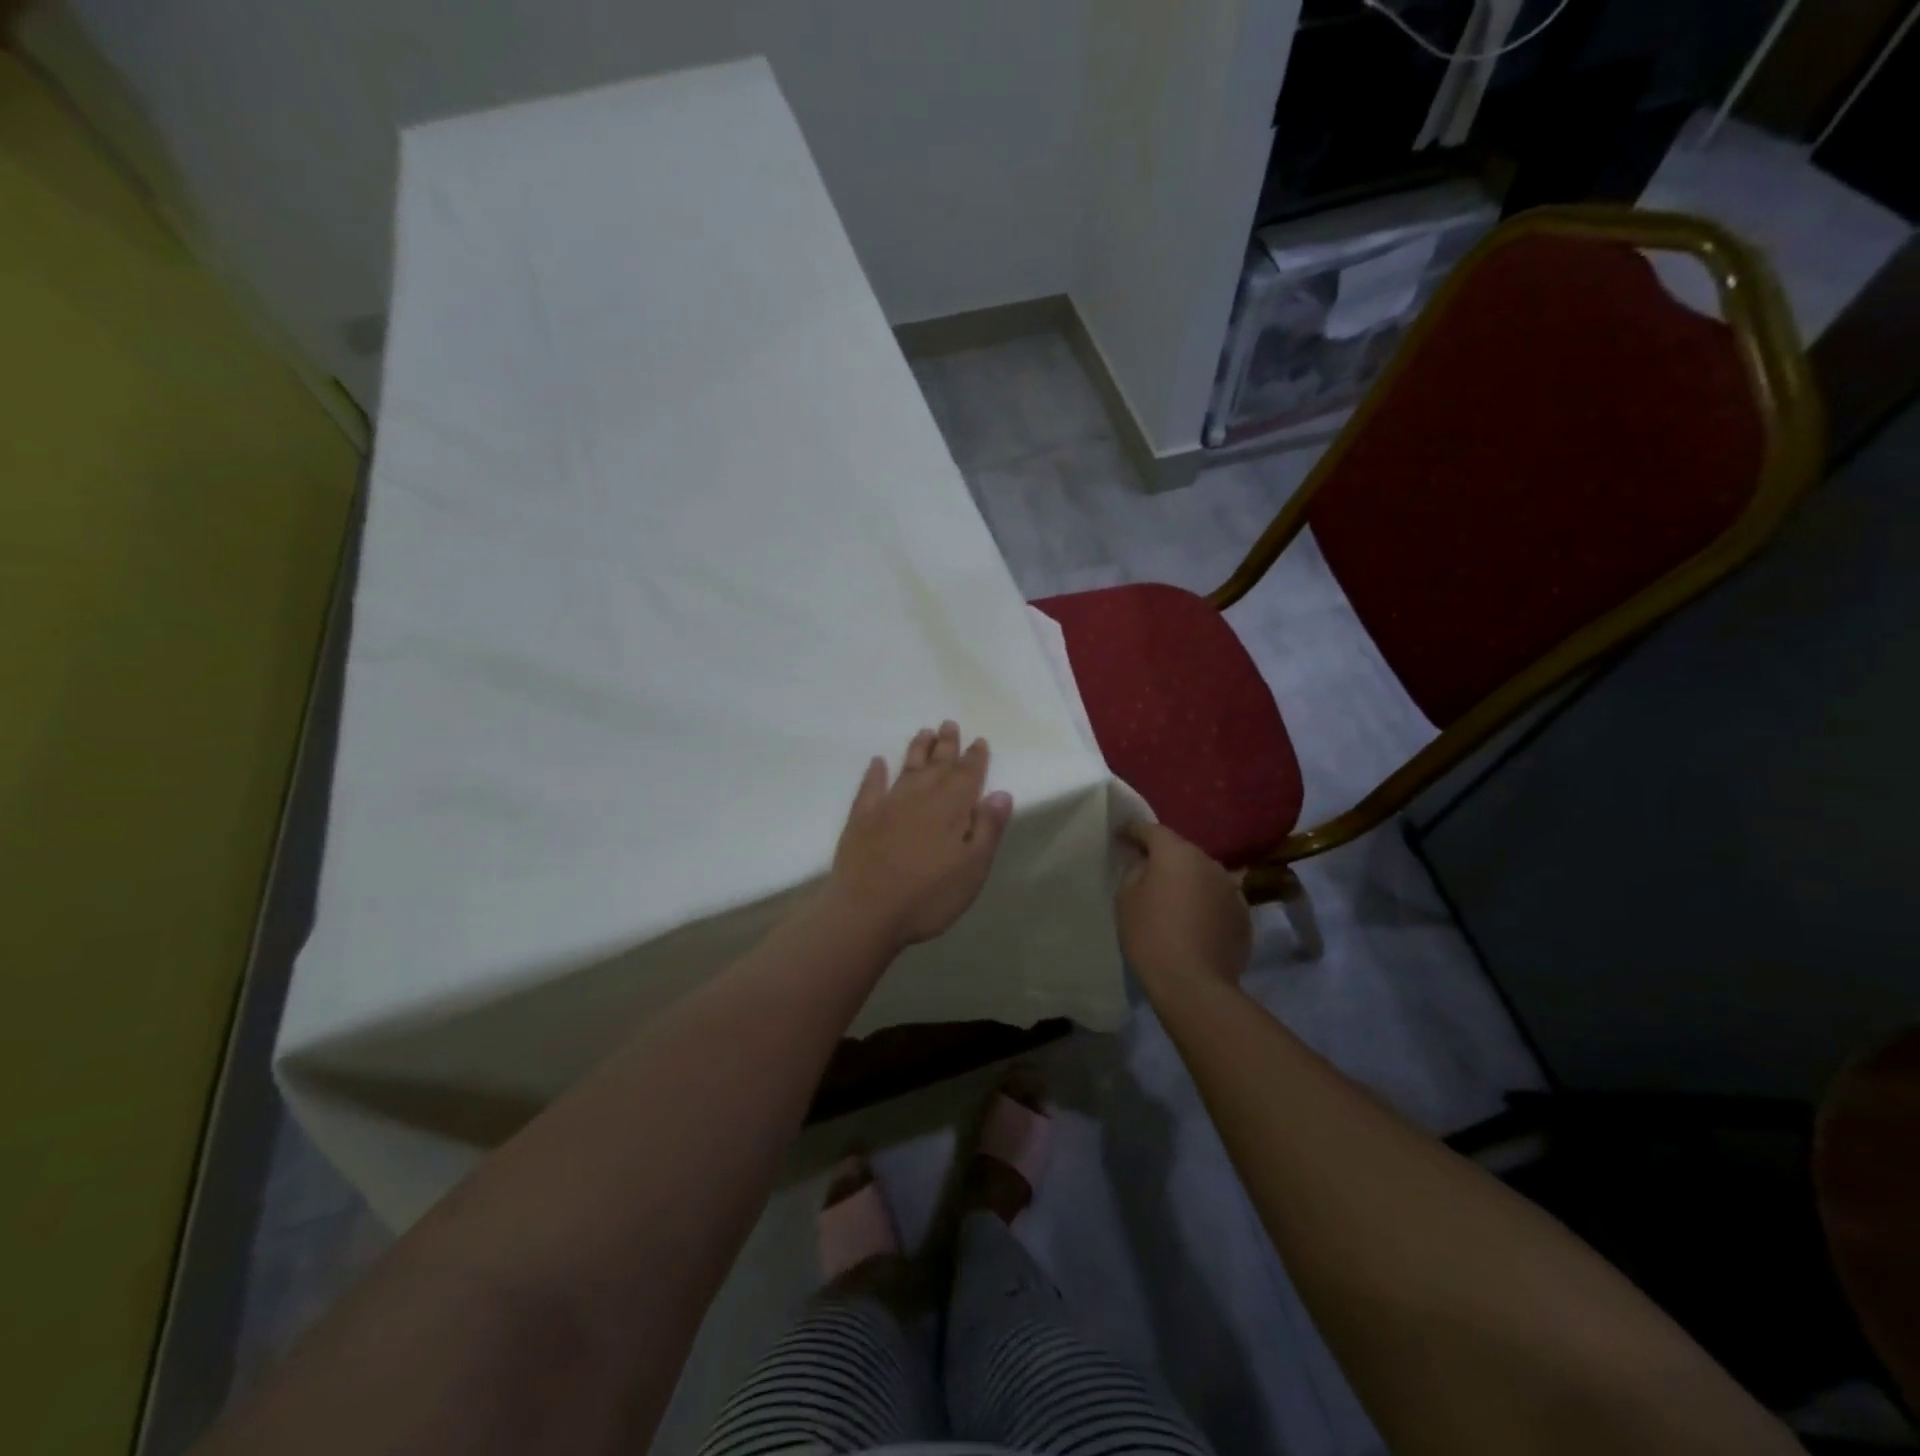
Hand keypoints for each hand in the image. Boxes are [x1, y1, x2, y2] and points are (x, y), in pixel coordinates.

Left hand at [828, 721, 1013, 951]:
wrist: (866, 912)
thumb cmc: (928, 896)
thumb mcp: (973, 869)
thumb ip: (988, 828)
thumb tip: (1000, 793)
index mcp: (952, 807)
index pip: (968, 774)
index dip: (975, 757)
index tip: (978, 741)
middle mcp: (921, 796)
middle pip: (938, 764)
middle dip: (947, 744)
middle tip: (949, 723)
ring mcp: (888, 804)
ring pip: (907, 767)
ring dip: (917, 749)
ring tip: (924, 732)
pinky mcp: (861, 817)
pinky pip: (871, 785)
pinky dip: (876, 772)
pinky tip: (878, 762)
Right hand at [1116, 823, 1251, 992]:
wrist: (1194, 984)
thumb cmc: (1151, 935)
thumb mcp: (1126, 898)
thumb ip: (1135, 872)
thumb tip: (1147, 866)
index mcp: (1177, 853)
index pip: (1152, 830)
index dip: (1134, 831)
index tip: (1121, 836)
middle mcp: (1209, 862)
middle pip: (1181, 851)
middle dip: (1164, 857)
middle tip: (1146, 870)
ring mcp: (1231, 888)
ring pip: (1202, 875)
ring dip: (1187, 881)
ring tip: (1172, 899)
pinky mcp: (1243, 915)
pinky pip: (1217, 899)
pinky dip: (1204, 903)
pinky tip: (1194, 922)